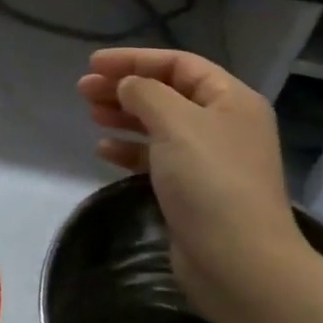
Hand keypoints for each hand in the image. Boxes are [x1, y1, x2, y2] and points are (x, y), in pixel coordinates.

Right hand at [78, 49, 305, 316]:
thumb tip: (127, 85)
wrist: (238, 263)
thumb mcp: (176, 124)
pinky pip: (156, 158)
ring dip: (124, 116)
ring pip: (159, 125)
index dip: (135, 59)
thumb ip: (146, 93)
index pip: (179, 63)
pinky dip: (130, 150)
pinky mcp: (193, 190)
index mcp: (231, 99)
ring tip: (91, 114)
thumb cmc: (210, 182)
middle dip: (125, 87)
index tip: (94, 63)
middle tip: (83, 89)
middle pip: (167, 93)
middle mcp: (223, 124)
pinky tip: (104, 150)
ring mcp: (209, 159)